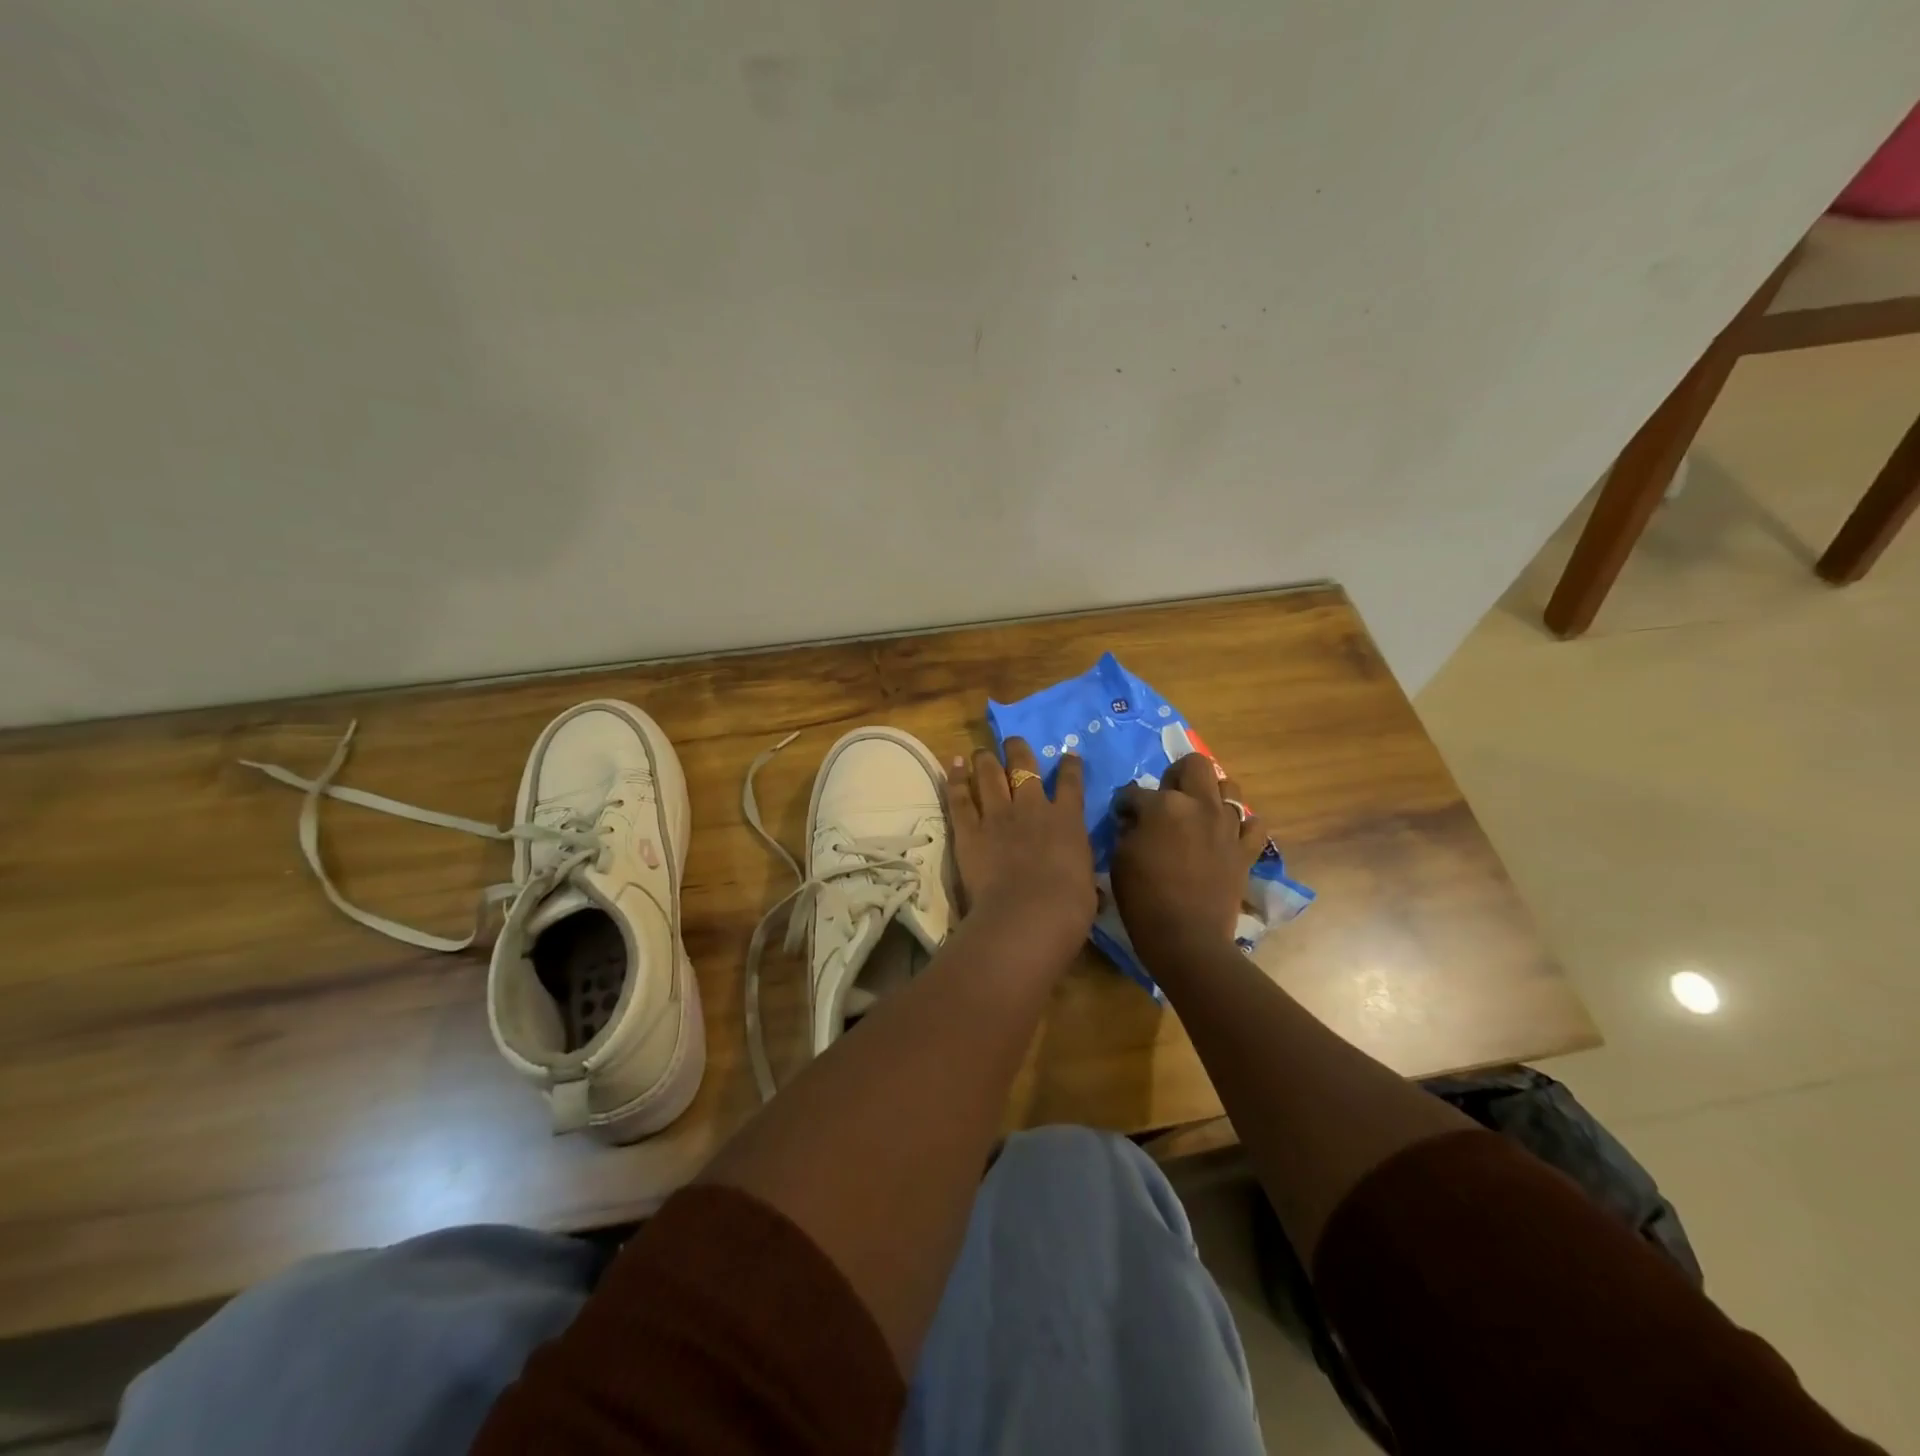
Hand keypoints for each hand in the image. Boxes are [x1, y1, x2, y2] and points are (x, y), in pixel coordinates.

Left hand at [946, 739, 1096, 963]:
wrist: (1027, 914)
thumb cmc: (1068, 908)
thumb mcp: (1088, 889)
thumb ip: (1082, 877)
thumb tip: (1089, 890)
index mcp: (1067, 821)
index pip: (1071, 785)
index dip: (1070, 767)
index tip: (1069, 755)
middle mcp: (1032, 808)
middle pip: (1024, 768)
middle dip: (1019, 751)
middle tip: (1013, 741)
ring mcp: (998, 815)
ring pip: (990, 775)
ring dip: (986, 759)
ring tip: (982, 750)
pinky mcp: (969, 829)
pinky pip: (960, 798)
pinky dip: (956, 779)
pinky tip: (955, 763)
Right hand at [1110, 752, 1263, 971]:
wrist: (1186, 937)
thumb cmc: (1143, 898)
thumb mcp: (1120, 858)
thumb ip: (1128, 830)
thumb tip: (1135, 820)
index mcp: (1163, 805)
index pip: (1136, 791)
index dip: (1125, 804)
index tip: (1121, 816)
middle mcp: (1200, 805)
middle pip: (1195, 764)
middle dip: (1176, 774)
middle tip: (1165, 797)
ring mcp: (1228, 826)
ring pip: (1229, 787)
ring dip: (1211, 794)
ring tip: (1197, 812)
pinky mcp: (1246, 850)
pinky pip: (1253, 824)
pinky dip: (1240, 825)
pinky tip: (1226, 834)